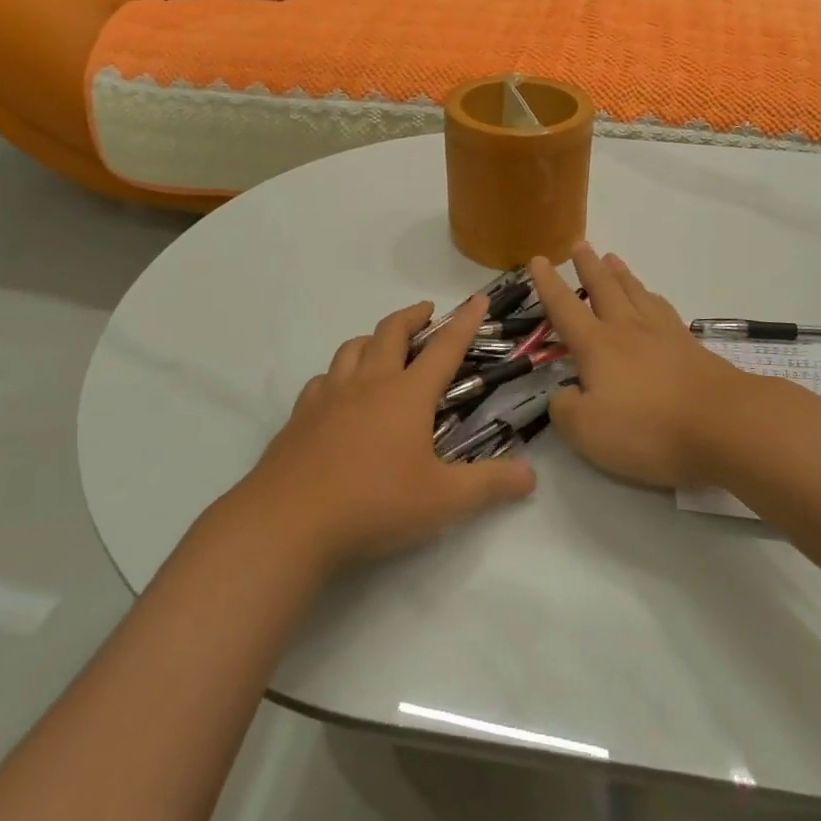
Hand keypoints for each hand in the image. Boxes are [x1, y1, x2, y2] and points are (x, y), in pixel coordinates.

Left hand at [247, 296, 535, 566]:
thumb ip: (489, 485)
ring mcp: (329, 396)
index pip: (444, 348)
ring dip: (372, 339)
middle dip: (413, 315)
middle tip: (426, 312)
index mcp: (407, 394)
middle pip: (391, 332)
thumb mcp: (443, 500)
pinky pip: (322, 380)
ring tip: (382, 346)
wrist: (288, 521)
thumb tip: (531, 475)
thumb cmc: (374, 503)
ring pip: (352, 349)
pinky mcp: (301, 416)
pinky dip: (337, 375)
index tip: (477, 299)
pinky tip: (337, 393)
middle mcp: (369, 383)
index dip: (464, 322)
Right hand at [528, 244, 753, 488]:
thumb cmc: (648, 428)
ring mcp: (663, 334)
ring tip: (612, 258)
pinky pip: (664, 310)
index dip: (548, 284)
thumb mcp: (588, 431)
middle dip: (587, 266)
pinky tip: (654, 299)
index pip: (565, 308)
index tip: (538, 259)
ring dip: (621, 274)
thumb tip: (563, 394)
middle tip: (579, 244)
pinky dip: (652, 297)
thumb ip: (565, 410)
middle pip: (604, 289)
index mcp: (597, 345)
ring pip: (636, 293)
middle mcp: (627, 329)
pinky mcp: (691, 347)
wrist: (724, 424)